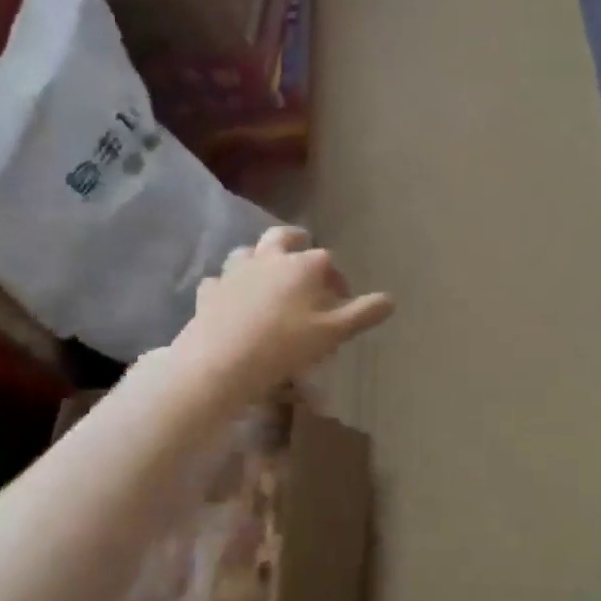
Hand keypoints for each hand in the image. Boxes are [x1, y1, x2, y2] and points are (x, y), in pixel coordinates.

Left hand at [179, 227, 393, 394]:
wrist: (220, 363)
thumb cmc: (284, 346)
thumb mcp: (331, 334)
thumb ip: (362, 314)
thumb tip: (391, 299)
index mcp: (302, 265)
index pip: (326, 260)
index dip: (337, 278)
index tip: (341, 300)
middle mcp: (269, 258)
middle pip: (284, 237)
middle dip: (297, 242)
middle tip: (304, 256)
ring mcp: (235, 271)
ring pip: (249, 251)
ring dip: (261, 257)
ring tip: (268, 276)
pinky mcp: (210, 290)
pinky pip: (221, 279)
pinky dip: (230, 284)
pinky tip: (233, 298)